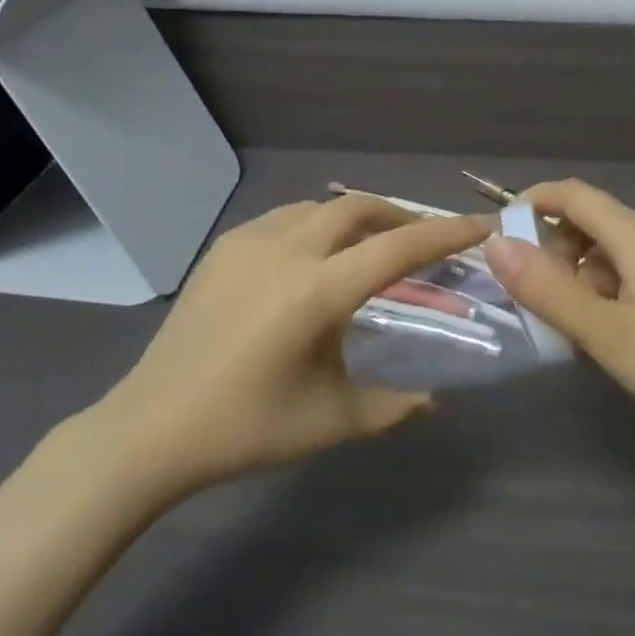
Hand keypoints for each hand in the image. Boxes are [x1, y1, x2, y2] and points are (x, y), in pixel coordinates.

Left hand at [99, 195, 489, 495]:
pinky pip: (284, 219)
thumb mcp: (333, 420)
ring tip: (368, 247)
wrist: (154, 426)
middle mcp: (287, 250)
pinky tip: (312, 258)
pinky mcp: (223, 247)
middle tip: (421, 239)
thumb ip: (394, 406)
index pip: (399, 247)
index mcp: (320, 291)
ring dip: (353, 218)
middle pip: (358, 207)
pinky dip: (314, 226)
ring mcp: (249, 242)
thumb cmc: (248, 427)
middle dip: (399, 215)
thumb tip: (432, 400)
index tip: (480, 225)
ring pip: (319, 208)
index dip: (446, 233)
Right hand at [482, 180, 634, 460]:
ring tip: (566, 327)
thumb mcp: (606, 334)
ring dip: (574, 278)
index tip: (497, 239)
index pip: (573, 194)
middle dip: (550, 250)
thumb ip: (548, 289)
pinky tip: (600, 337)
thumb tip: (493, 243)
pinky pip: (624, 278)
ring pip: (604, 253)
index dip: (531, 203)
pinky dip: (598, 296)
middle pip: (587, 222)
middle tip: (534, 298)